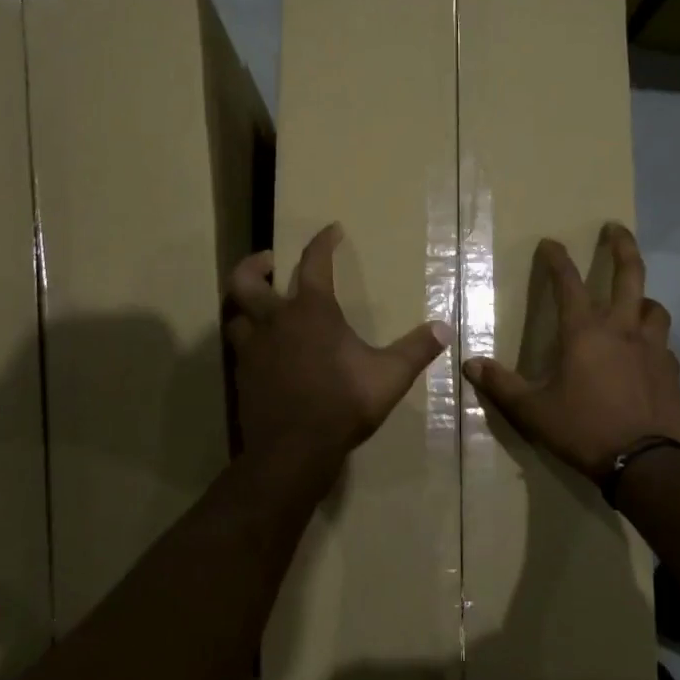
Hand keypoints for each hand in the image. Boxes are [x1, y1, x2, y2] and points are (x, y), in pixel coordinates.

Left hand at [226, 223, 451, 460]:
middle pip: (246, 280)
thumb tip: (445, 328)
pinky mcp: (242, 376)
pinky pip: (238, 347)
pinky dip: (247, 340)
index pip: (313, 262)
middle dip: (254, 264)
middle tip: (268, 262)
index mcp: (311, 311)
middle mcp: (275, 321)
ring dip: (244, 304)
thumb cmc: (343, 403)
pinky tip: (262, 351)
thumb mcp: (389, 376)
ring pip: (235, 314)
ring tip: (259, 306)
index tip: (331, 230)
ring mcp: (252, 349)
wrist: (293, 450)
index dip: (323, 242)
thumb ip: (416, 350)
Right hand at [463, 224, 679, 482]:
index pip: (568, 282)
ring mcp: (652, 348)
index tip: (551, 243)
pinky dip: (653, 339)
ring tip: (635, 301)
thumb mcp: (533, 411)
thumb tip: (469, 364)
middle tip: (615, 228)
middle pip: (630, 274)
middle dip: (622, 246)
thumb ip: (501, 385)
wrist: (644, 462)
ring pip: (654, 307)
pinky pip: (663, 344)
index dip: (557, 259)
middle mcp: (622, 329)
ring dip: (643, 298)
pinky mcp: (671, 371)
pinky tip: (646, 353)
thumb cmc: (582, 428)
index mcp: (585, 332)